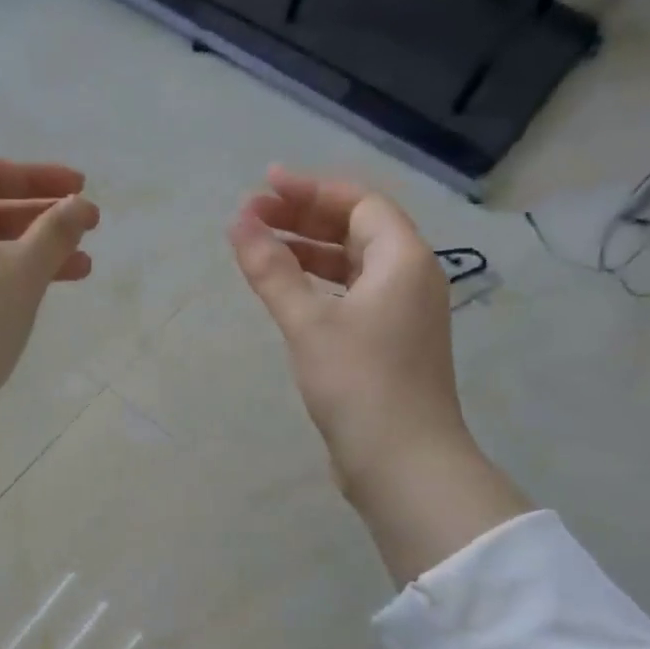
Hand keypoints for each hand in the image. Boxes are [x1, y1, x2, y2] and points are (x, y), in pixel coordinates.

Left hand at [0, 160, 99, 515]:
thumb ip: (55, 233)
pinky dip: (13, 285)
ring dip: (34, 255)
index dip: (37, 176)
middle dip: (42, 218)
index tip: (80, 189)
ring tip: (83, 271)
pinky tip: (40, 302)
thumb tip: (80, 205)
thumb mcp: (20, 273)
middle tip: (89, 230)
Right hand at [230, 167, 530, 582]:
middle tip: (254, 215)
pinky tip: (289, 294)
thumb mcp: (308, 322)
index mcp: (403, 260)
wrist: (402, 462)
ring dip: (309, 252)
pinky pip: (352, 296)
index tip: (263, 186)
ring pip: (353, 265)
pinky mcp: (388, 345)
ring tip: (262, 248)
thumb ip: (272, 270)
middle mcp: (410, 278)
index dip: (310, 190)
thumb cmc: (359, 384)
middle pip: (357, 230)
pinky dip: (319, 286)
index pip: (358, 203)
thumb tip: (239, 222)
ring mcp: (402, 314)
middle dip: (305, 218)